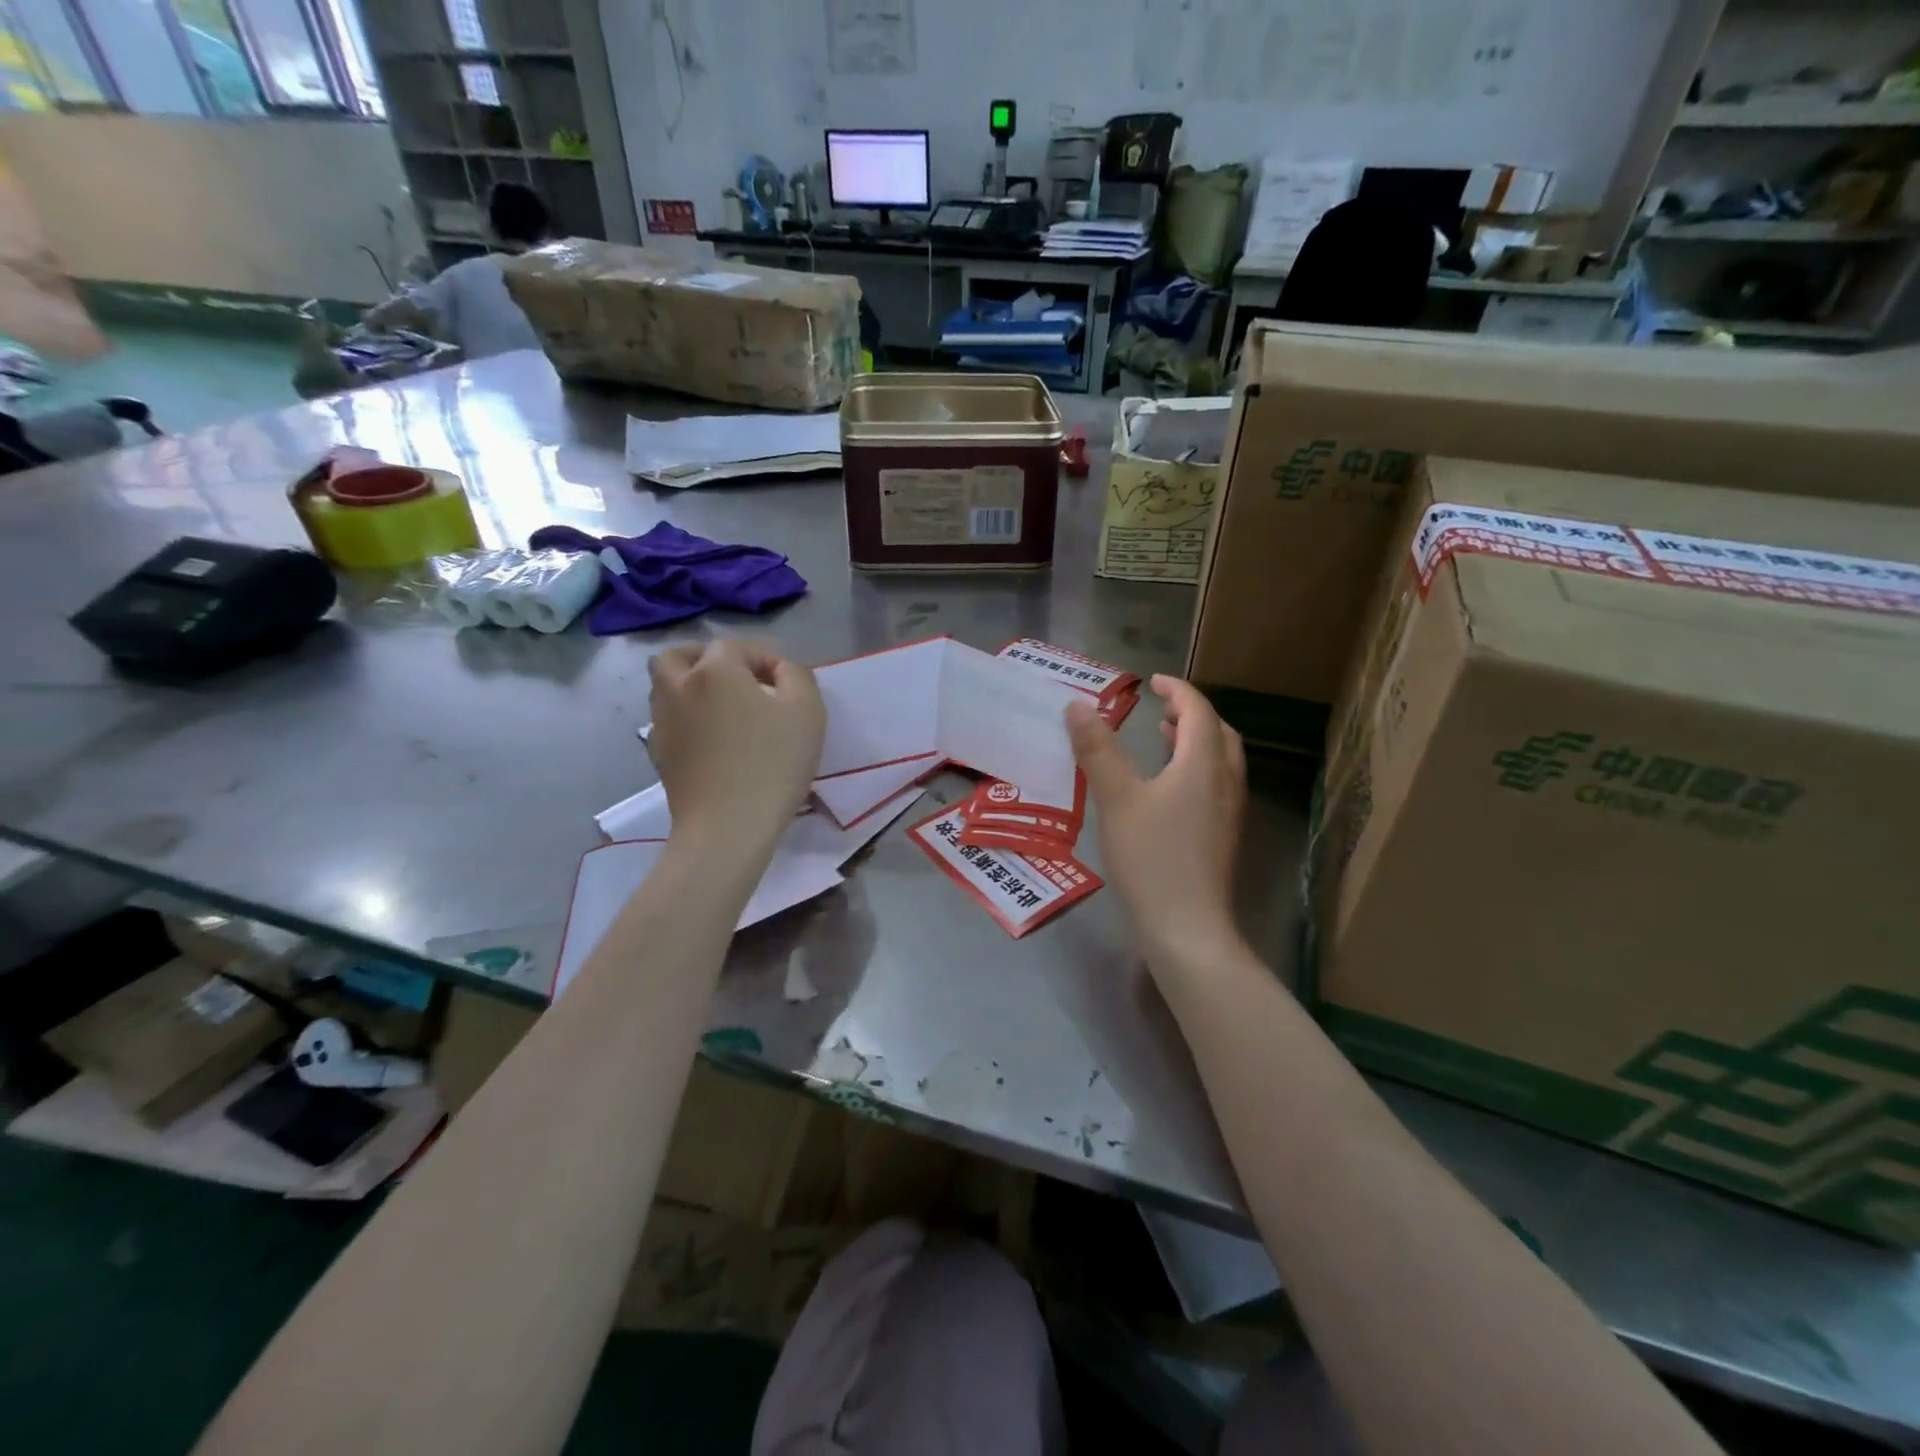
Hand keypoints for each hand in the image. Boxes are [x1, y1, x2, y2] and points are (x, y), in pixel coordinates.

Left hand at [649, 639, 825, 852]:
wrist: (728, 826)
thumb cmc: (773, 763)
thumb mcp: (807, 711)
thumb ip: (797, 676)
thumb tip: (779, 671)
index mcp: (714, 671)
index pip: (735, 647)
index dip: (763, 659)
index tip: (786, 686)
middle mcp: (678, 688)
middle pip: (678, 656)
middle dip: (704, 661)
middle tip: (736, 682)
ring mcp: (662, 723)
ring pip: (664, 688)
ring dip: (689, 688)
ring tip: (723, 711)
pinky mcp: (658, 755)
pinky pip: (666, 722)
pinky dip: (684, 720)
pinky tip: (709, 740)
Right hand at [1067, 674, 1245, 967]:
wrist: (1188, 928)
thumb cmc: (1151, 858)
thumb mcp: (1116, 799)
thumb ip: (1097, 750)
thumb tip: (1079, 706)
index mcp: (1203, 764)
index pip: (1198, 711)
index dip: (1177, 690)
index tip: (1153, 681)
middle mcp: (1225, 782)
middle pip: (1218, 733)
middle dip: (1192, 714)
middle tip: (1161, 709)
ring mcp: (1229, 813)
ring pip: (1221, 761)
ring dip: (1196, 741)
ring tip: (1165, 739)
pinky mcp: (1224, 837)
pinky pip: (1216, 785)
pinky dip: (1197, 769)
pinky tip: (1168, 790)